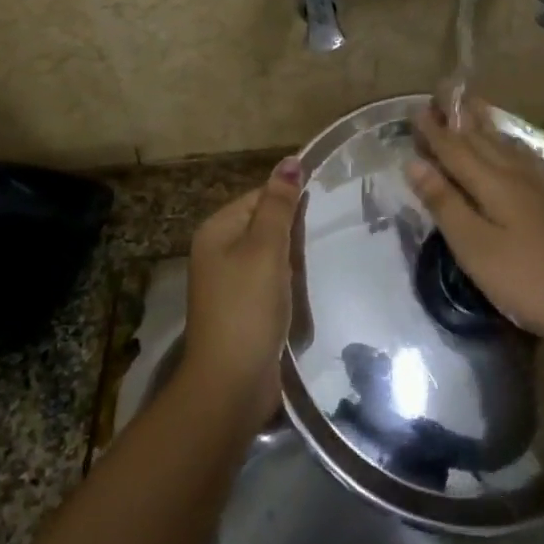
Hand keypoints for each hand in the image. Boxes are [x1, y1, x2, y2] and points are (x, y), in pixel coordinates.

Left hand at [181, 157, 305, 423]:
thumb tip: (291, 160)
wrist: (232, 383)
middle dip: (293, 231)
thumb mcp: (266, 248)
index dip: (289, 200)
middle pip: (264, 225)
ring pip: (270, 255)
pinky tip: (307, 288)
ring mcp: (229, 283)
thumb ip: (279, 204)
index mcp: (217, 230)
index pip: (259, 197)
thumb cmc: (248, 307)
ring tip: (321, 259)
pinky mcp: (243, 309)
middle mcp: (217, 252)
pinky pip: (270, 282)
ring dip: (293, 259)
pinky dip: (288, 283)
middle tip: (326, 233)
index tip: (323, 206)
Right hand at [409, 98, 543, 351]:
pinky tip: (515, 148)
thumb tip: (414, 162)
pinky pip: (527, 158)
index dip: (434, 131)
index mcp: (493, 183)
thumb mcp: (474, 247)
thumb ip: (444, 203)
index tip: (415, 107)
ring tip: (473, 105)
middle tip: (441, 94)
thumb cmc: (526, 280)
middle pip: (481, 140)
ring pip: (506, 145)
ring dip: (485, 124)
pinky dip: (511, 145)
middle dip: (458, 119)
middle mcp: (517, 174)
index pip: (455, 149)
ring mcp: (541, 187)